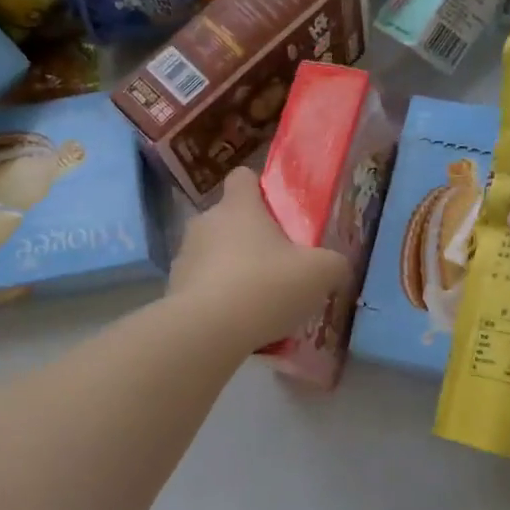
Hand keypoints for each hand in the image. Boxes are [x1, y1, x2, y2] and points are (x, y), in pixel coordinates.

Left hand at [170, 169, 350, 351]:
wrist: (207, 331)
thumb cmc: (266, 286)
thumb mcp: (320, 273)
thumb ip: (333, 263)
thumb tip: (336, 265)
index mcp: (239, 206)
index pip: (243, 177)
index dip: (259, 190)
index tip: (276, 212)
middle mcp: (206, 221)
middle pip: (228, 219)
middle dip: (249, 237)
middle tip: (276, 265)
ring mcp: (184, 255)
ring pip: (212, 253)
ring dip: (231, 269)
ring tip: (256, 300)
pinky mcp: (173, 288)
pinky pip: (201, 285)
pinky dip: (216, 298)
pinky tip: (235, 322)